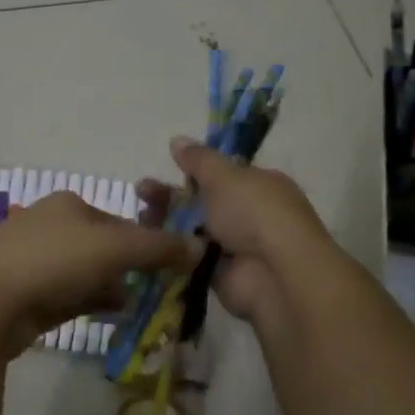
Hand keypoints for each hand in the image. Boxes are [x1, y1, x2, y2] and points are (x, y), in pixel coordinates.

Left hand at [0, 190, 193, 353]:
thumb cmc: (52, 261)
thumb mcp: (115, 248)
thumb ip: (159, 247)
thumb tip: (200, 247)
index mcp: (69, 204)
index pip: (120, 221)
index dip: (146, 243)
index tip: (168, 269)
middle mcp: (51, 226)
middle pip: (104, 247)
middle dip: (129, 269)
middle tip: (155, 292)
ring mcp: (34, 260)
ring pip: (86, 273)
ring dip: (111, 288)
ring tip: (136, 308)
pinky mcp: (25, 293)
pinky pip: (69, 296)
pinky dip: (90, 303)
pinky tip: (109, 317)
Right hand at [136, 136, 329, 324]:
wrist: (274, 273)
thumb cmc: (254, 212)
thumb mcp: (224, 176)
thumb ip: (198, 159)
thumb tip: (177, 139)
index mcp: (261, 185)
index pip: (225, 175)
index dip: (195, 171)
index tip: (168, 168)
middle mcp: (252, 214)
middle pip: (205, 202)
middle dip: (173, 196)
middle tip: (141, 191)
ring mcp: (238, 247)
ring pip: (195, 230)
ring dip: (168, 223)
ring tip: (141, 216)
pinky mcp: (222, 275)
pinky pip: (192, 258)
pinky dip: (173, 252)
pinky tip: (148, 243)